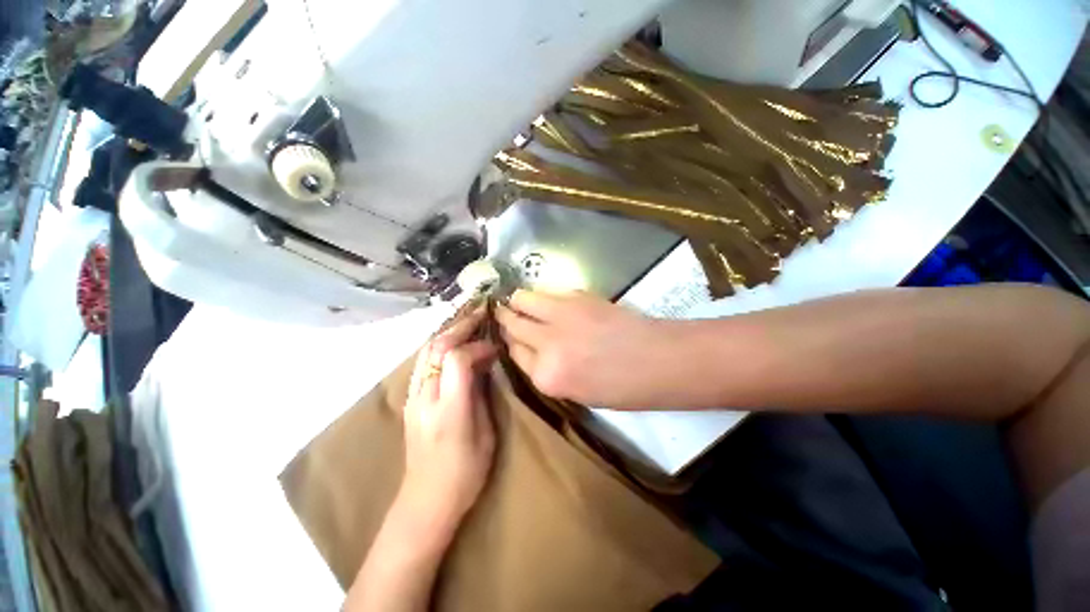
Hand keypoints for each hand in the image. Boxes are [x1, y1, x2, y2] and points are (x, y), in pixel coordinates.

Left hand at [399, 308, 497, 538]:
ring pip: (426, 351)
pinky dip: (441, 346)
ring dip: (449, 332)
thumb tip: (483, 364)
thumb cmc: (464, 473)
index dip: (477, 346)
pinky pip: (424, 362)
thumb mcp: (486, 434)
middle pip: (436, 347)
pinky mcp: (411, 400)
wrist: (425, 502)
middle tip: (481, 314)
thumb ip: (481, 394)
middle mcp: (424, 397)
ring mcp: (413, 397)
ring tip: (470, 323)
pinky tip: (455, 344)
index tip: (495, 348)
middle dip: (460, 326)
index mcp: (448, 409)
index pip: (456, 358)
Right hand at [496, 290, 681, 407]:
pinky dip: (542, 295)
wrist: (659, 360)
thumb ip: (549, 370)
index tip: (510, 336)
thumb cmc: (623, 388)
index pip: (514, 353)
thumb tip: (533, 348)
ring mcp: (561, 316)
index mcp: (546, 377)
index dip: (511, 343)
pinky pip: (548, 292)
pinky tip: (545, 298)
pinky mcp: (577, 296)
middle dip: (505, 318)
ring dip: (518, 300)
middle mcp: (547, 344)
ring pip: (523, 299)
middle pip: (513, 324)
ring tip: (518, 300)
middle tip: (503, 313)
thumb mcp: (577, 392)